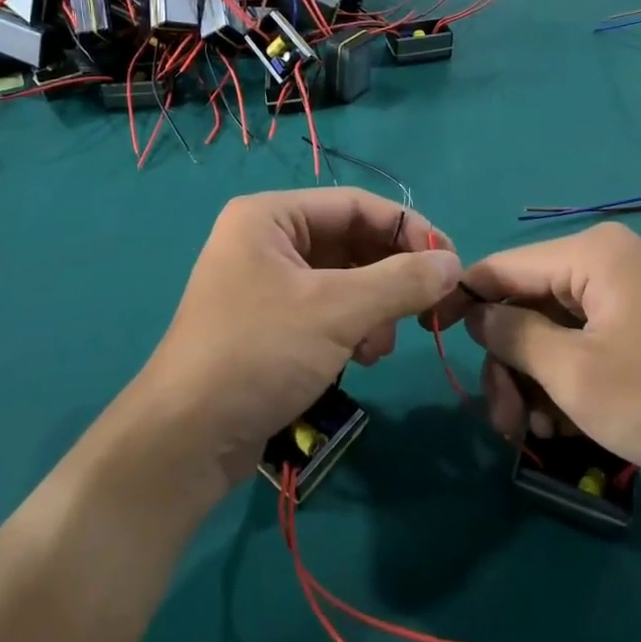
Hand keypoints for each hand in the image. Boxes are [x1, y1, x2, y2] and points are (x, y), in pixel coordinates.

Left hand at [139, 190, 460, 486]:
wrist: (187, 437)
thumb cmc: (259, 353)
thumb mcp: (337, 311)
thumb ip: (400, 281)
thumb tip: (454, 263)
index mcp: (269, 216)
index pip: (355, 204)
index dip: (407, 229)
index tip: (450, 262)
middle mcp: (265, 240)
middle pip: (350, 242)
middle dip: (389, 277)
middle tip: (427, 311)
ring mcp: (265, 283)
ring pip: (343, 280)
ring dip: (374, 308)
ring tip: (379, 346)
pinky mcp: (269, 323)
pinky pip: (325, 310)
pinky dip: (352, 328)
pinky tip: (361, 359)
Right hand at [426, 223, 640, 486]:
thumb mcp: (576, 374)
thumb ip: (513, 336)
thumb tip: (476, 314)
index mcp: (591, 254)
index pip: (501, 267)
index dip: (462, 301)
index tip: (431, 338)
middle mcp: (608, 261)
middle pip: (527, 303)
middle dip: (509, 363)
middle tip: (504, 422)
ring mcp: (630, 292)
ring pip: (554, 328)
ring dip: (536, 379)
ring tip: (538, 434)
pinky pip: (587, 340)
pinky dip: (569, 378)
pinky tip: (568, 424)